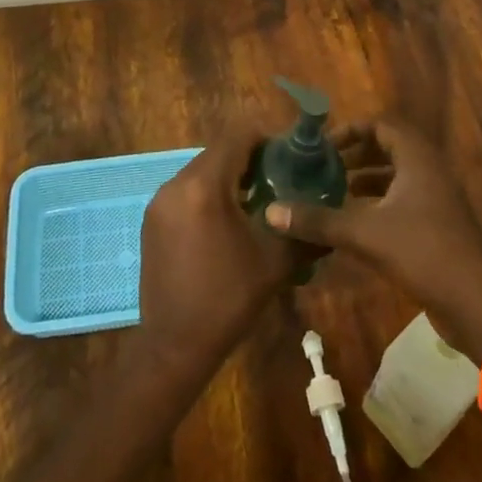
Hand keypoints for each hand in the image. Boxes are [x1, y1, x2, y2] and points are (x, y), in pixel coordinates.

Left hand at [138, 125, 299, 373]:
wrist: (174, 345)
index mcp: (204, 186)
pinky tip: (228, 220)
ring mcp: (159, 201)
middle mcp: (176, 184)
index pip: (237, 136)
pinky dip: (209, 193)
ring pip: (201, 170)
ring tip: (258, 199)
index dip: (266, 137)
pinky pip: (186, 190)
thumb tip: (329, 211)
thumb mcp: (275, 263)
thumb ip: (302, 229)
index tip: (290, 154)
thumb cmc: (228, 300)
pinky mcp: (152, 219)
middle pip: (218, 151)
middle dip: (250, 158)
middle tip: (280, 177)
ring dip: (229, 176)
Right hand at [265, 119, 481, 361]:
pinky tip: (352, 226)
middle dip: (355, 156)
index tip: (324, 146)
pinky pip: (402, 204)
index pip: (383, 125)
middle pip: (389, 150)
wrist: (477, 304)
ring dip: (365, 182)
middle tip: (323, 168)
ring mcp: (437, 202)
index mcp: (418, 159)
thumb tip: (271, 211)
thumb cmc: (423, 252)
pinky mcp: (437, 229)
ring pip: (396, 179)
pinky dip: (377, 206)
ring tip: (332, 194)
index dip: (352, 130)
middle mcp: (429, 172)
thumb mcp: (364, 233)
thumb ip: (319, 220)